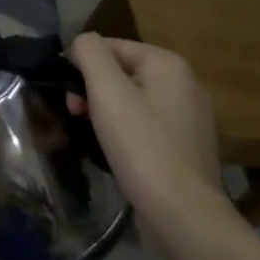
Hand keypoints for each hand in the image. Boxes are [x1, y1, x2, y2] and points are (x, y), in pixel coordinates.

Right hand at [66, 34, 232, 229]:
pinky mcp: (188, 148)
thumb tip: (82, 44)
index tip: (69, 95)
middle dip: (94, 89)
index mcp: (169, 64)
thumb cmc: (141, 145)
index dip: (82, 65)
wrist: (183, 216)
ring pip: (133, 100)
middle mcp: (186, 84)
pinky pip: (147, 126)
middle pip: (122, 72)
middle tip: (75, 114)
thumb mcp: (106, 89)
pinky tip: (117, 152)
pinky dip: (128, 132)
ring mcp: (191, 118)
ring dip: (107, 111)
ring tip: (92, 135)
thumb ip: (89, 52)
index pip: (111, 46)